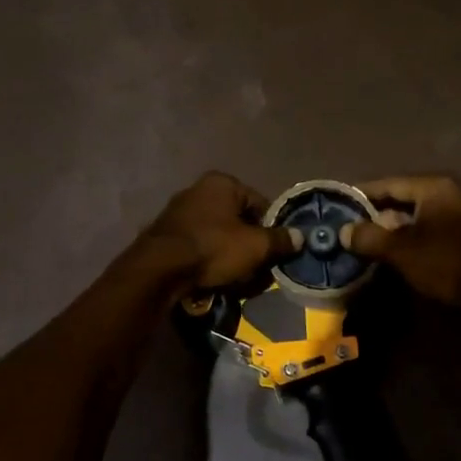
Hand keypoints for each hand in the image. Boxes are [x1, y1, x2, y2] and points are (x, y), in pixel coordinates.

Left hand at [140, 172, 300, 292]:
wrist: (159, 269)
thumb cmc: (214, 248)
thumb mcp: (256, 246)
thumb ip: (281, 240)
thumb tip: (301, 237)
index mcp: (222, 182)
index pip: (260, 203)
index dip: (271, 229)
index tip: (275, 252)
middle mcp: (199, 189)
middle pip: (237, 219)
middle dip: (248, 244)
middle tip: (256, 268)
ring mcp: (179, 211)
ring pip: (218, 234)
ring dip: (229, 254)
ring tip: (235, 277)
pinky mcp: (165, 234)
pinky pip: (198, 245)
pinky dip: (207, 259)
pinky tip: (211, 277)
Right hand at [342, 176, 460, 305]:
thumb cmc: (447, 262)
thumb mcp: (401, 250)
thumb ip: (369, 237)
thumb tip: (344, 231)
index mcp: (434, 187)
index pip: (389, 184)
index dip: (362, 194)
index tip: (339, 203)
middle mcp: (451, 193)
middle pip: (405, 199)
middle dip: (378, 213)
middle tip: (352, 226)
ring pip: (420, 216)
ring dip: (396, 228)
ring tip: (371, 241)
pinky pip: (434, 229)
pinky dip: (415, 237)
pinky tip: (400, 253)